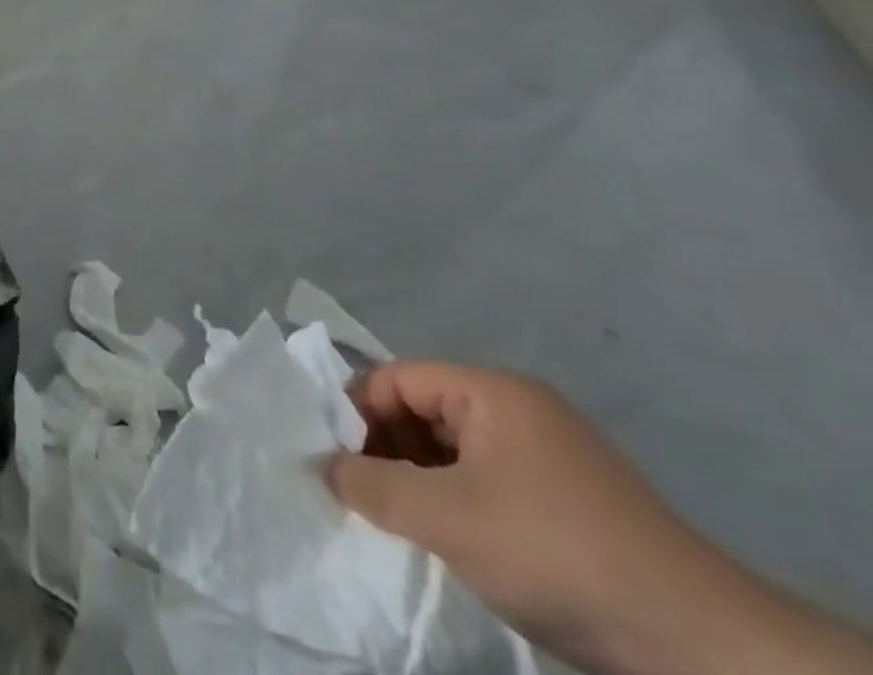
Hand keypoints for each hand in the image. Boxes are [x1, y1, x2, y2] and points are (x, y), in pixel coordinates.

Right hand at [324, 362, 716, 671]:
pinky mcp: (576, 502)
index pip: (395, 379)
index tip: (335, 460)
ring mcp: (554, 456)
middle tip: (362, 493)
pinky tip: (454, 540)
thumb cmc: (553, 551)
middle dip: (387, 449)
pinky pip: (493, 482)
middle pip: (424, 411)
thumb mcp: (445, 518)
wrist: (702, 646)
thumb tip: (324, 466)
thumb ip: (371, 485)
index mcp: (491, 391)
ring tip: (401, 521)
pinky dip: (461, 502)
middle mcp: (521, 409)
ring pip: (457, 451)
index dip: (356, 413)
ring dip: (421, 479)